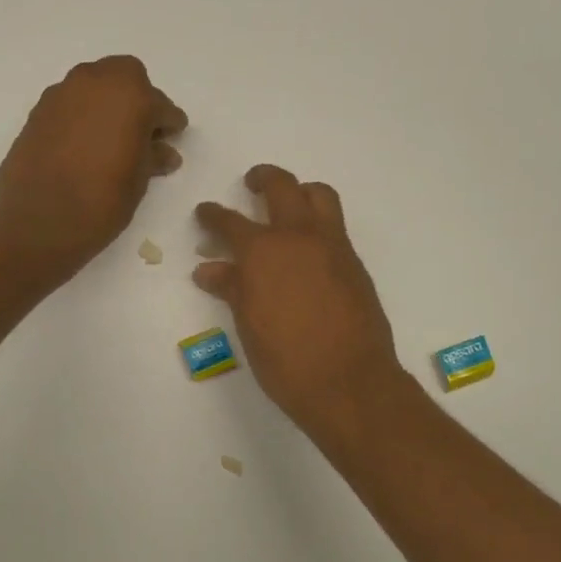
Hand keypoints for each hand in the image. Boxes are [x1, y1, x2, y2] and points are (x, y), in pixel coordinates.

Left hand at [0, 56, 187, 280]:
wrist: (35, 221)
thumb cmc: (100, 202)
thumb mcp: (138, 182)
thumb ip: (152, 158)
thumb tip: (163, 152)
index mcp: (131, 96)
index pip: (161, 105)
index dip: (169, 124)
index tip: (173, 138)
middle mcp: (96, 82)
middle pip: (126, 78)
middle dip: (138, 100)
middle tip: (144, 133)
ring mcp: (63, 93)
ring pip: (96, 86)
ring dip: (109, 105)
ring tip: (114, 141)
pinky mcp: (39, 110)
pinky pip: (72, 103)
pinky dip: (84, 116)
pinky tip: (87, 145)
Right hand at [195, 165, 410, 438]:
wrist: (348, 382)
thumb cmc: (286, 361)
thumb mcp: (249, 325)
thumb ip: (232, 288)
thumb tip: (209, 269)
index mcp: (263, 251)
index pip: (230, 222)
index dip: (213, 215)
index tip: (205, 212)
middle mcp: (299, 236)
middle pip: (282, 186)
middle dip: (263, 179)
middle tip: (252, 184)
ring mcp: (333, 246)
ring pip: (319, 196)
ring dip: (301, 192)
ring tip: (289, 206)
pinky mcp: (355, 263)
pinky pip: (335, 227)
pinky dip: (319, 224)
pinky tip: (308, 250)